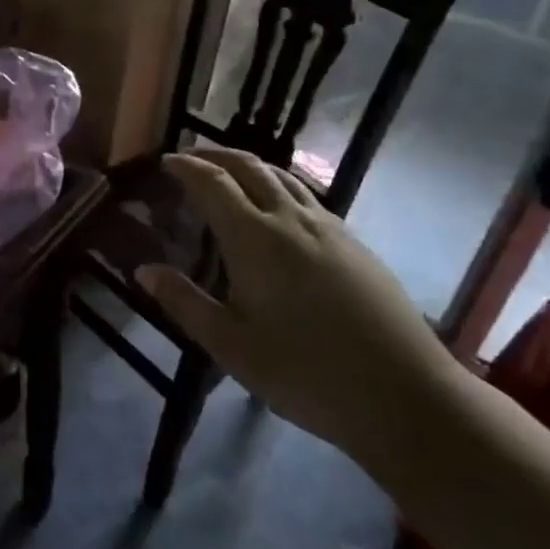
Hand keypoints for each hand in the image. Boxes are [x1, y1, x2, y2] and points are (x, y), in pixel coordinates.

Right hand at [142, 148, 456, 461]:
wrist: (406, 394)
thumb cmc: (307, 373)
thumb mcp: (232, 346)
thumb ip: (184, 303)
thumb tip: (143, 270)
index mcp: (254, 238)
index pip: (213, 182)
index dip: (187, 166)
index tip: (167, 161)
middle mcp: (290, 218)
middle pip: (249, 166)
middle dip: (216, 154)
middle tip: (192, 156)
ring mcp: (328, 227)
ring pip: (282, 176)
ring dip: (249, 164)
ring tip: (229, 172)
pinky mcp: (354, 242)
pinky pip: (306, 195)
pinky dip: (279, 184)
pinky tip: (278, 208)